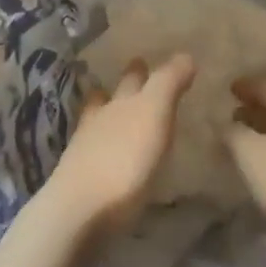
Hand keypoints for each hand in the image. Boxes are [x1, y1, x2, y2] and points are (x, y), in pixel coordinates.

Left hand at [40, 53, 196, 241]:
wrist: (79, 211)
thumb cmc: (124, 160)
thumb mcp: (154, 113)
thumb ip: (168, 84)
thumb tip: (185, 55)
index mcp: (120, 102)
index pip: (133, 78)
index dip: (142, 69)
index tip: (145, 61)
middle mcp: (100, 120)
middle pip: (109, 97)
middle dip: (121, 87)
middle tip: (131, 80)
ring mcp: (85, 151)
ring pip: (97, 123)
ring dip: (107, 115)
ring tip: (116, 114)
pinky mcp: (80, 181)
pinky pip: (94, 155)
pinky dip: (103, 149)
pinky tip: (109, 157)